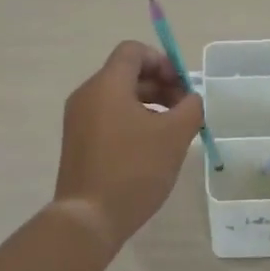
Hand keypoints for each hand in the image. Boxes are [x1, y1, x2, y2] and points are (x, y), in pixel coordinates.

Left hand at [53, 41, 205, 247]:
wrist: (89, 218)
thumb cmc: (134, 170)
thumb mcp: (174, 136)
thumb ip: (191, 108)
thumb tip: (191, 99)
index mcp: (106, 85)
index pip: (133, 51)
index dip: (163, 62)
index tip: (183, 88)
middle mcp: (87, 95)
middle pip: (126, 74)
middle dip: (160, 86)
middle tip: (185, 111)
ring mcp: (78, 120)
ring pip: (118, 98)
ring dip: (149, 105)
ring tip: (172, 132)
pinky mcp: (78, 143)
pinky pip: (108, 118)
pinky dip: (132, 122)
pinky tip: (151, 148)